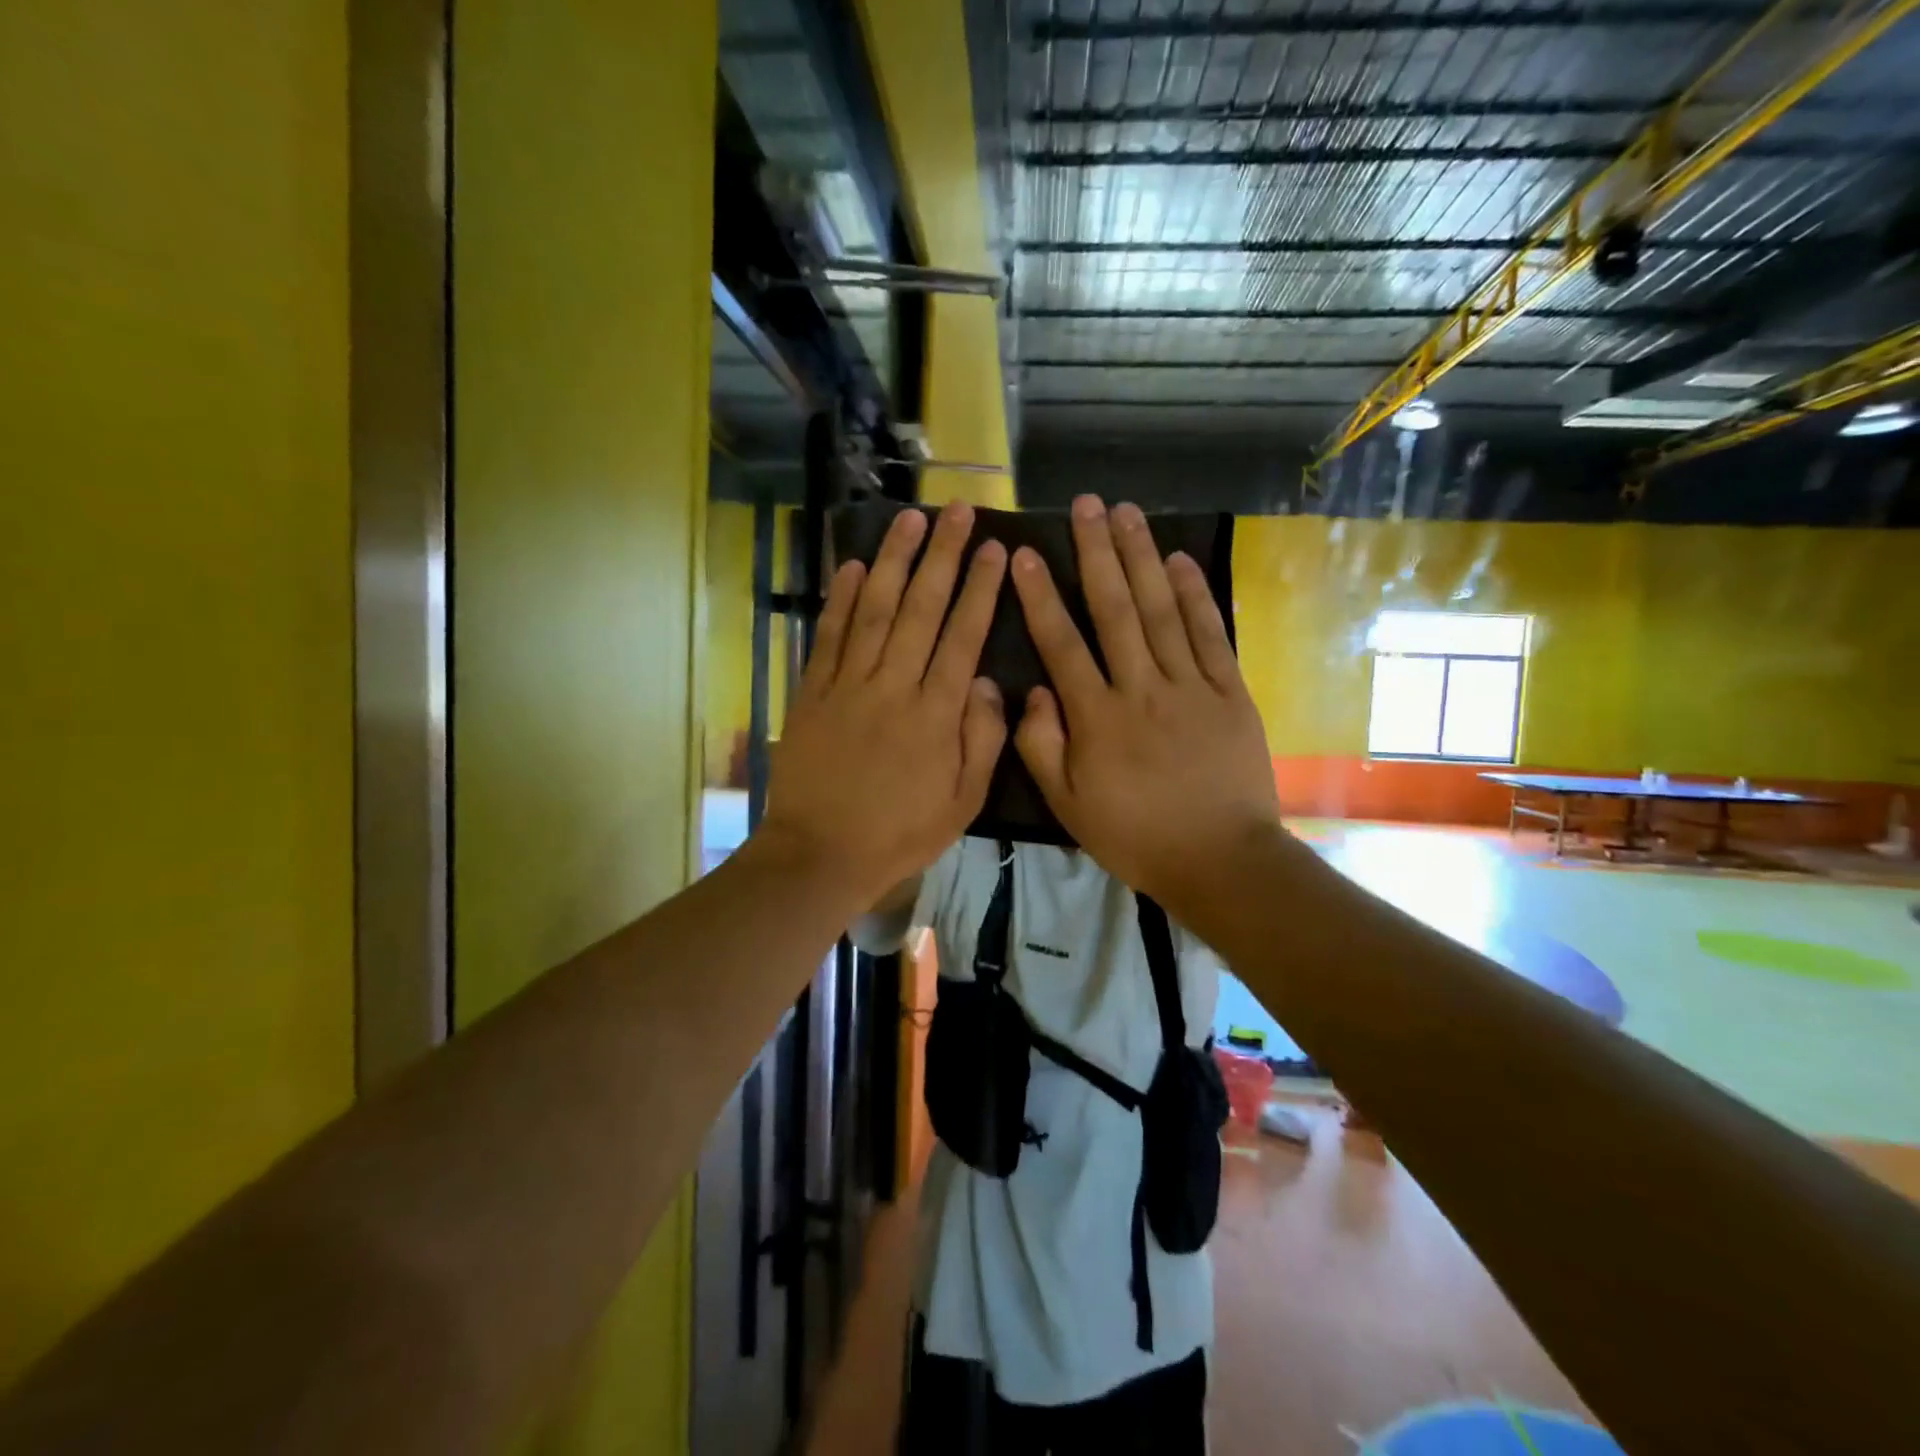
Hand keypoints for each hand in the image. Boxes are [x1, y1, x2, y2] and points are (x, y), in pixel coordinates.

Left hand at [757, 503, 1007, 910]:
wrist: (820, 853)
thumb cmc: (900, 833)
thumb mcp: (963, 801)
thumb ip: (982, 739)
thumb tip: (988, 681)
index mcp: (936, 713)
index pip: (963, 636)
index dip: (980, 589)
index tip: (994, 548)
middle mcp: (894, 685)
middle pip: (922, 608)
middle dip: (942, 556)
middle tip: (956, 511)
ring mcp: (849, 685)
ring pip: (876, 610)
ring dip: (894, 561)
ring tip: (910, 519)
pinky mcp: (814, 692)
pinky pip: (830, 637)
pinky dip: (842, 600)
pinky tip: (854, 566)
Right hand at [1010, 496, 1281, 914]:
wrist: (1219, 859)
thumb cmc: (1134, 835)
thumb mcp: (1068, 804)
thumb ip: (1041, 745)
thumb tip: (1034, 690)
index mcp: (1096, 717)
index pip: (1061, 644)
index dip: (1041, 596)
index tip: (1026, 553)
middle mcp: (1141, 688)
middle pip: (1115, 609)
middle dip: (1097, 553)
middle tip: (1085, 505)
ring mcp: (1190, 686)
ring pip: (1161, 610)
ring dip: (1142, 557)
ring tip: (1128, 512)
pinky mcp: (1229, 692)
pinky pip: (1210, 634)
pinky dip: (1195, 595)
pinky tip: (1179, 560)